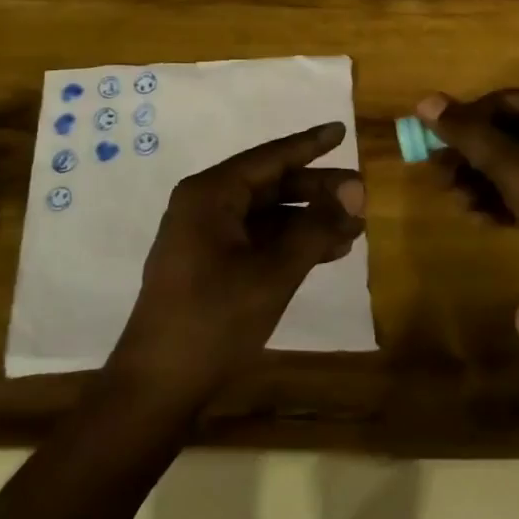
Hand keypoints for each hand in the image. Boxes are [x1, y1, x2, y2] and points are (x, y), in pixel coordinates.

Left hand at [110, 122, 364, 405]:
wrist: (158, 387)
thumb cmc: (215, 319)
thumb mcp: (273, 272)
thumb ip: (315, 228)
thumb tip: (355, 191)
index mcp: (210, 194)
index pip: (269, 158)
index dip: (309, 145)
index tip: (340, 130)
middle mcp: (204, 205)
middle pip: (269, 185)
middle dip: (316, 191)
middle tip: (360, 193)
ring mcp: (203, 236)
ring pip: (266, 215)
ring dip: (307, 220)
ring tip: (353, 226)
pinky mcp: (207, 264)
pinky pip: (255, 239)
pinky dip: (288, 243)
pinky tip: (326, 251)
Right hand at [417, 89, 518, 308]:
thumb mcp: (518, 171)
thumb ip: (471, 136)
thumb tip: (426, 101)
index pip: (504, 100)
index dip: (466, 118)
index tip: (434, 142)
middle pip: (509, 132)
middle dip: (472, 154)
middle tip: (439, 176)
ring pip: (518, 164)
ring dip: (484, 180)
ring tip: (457, 201)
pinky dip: (505, 199)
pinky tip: (481, 218)